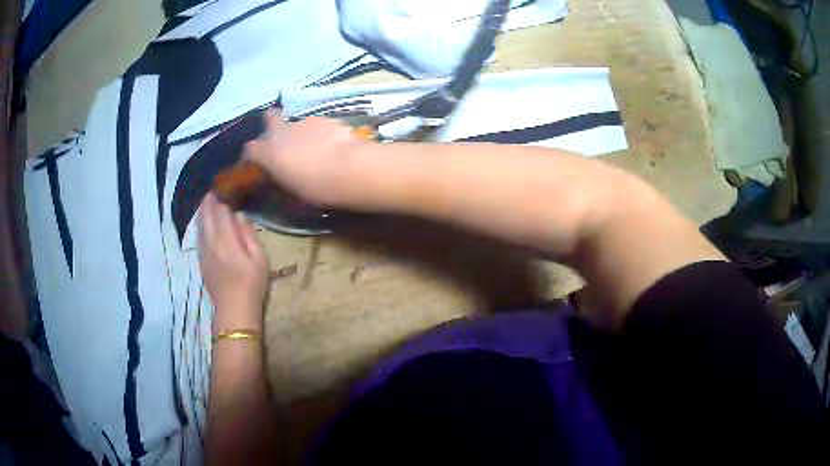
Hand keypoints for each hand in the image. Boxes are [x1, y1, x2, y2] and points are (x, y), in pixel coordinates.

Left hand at [198, 193, 268, 330]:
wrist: (234, 310)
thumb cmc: (251, 284)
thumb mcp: (260, 259)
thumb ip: (249, 234)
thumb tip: (240, 216)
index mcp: (226, 240)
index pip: (220, 209)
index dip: (222, 194)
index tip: (227, 184)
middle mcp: (210, 242)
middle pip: (206, 213)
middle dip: (210, 198)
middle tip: (218, 188)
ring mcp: (203, 251)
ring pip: (199, 223)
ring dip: (204, 209)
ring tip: (211, 200)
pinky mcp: (200, 259)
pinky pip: (199, 234)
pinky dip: (202, 222)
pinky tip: (207, 221)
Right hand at [243, 110, 365, 205]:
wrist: (350, 168)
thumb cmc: (317, 188)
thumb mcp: (293, 190)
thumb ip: (282, 178)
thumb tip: (282, 175)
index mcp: (270, 153)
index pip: (250, 149)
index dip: (251, 155)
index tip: (256, 162)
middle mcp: (283, 132)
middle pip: (270, 118)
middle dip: (271, 123)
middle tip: (279, 136)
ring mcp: (305, 122)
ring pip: (297, 124)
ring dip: (300, 133)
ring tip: (313, 147)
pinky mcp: (326, 119)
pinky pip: (317, 126)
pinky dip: (319, 133)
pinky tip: (331, 144)